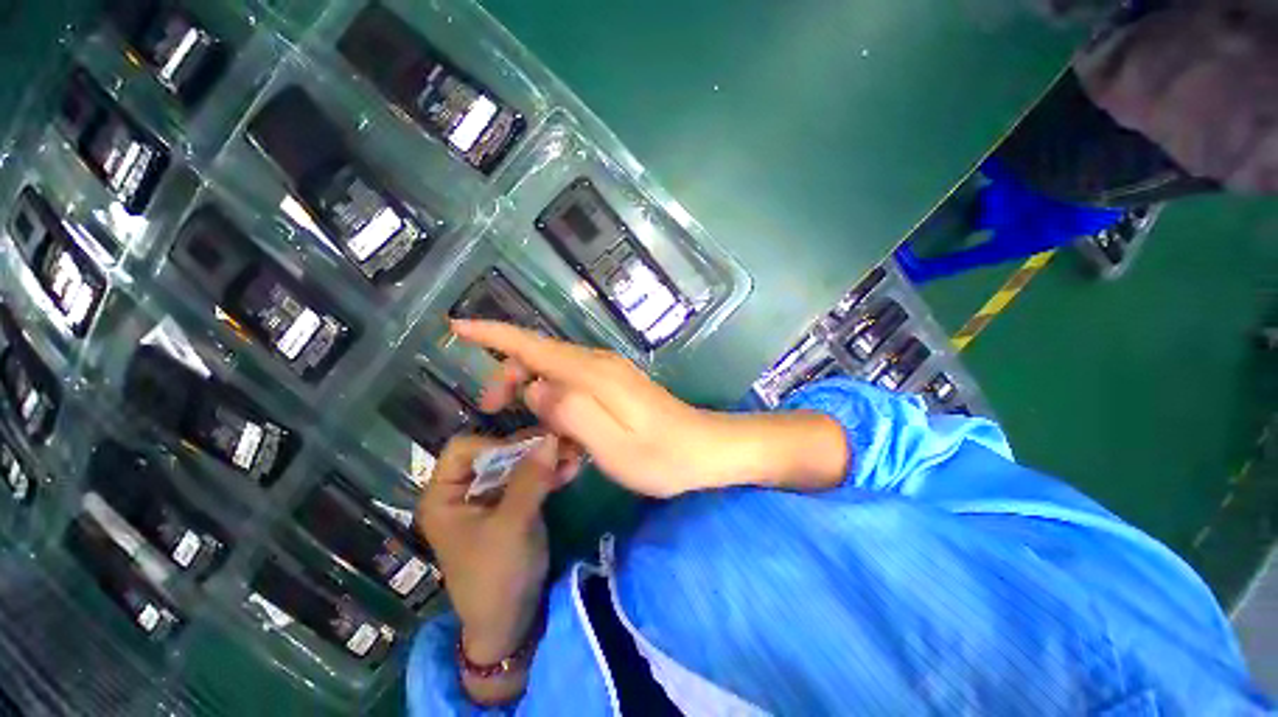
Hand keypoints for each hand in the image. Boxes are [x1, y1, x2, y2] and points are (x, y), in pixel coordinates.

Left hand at [415, 433, 572, 696]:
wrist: (512, 622)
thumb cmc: (496, 576)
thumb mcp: (511, 526)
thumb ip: (529, 479)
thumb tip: (550, 437)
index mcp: (445, 495)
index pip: (463, 449)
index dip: (495, 444)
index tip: (528, 451)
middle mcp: (466, 490)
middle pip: (496, 452)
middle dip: (531, 447)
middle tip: (563, 442)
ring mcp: (492, 496)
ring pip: (518, 462)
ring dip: (546, 458)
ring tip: (574, 454)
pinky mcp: (514, 504)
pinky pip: (531, 478)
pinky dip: (550, 472)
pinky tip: (572, 469)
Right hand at [452, 319, 738, 497]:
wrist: (706, 449)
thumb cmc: (662, 455)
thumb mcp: (611, 445)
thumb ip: (570, 412)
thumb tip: (535, 390)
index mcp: (594, 374)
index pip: (534, 346)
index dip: (494, 334)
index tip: (457, 326)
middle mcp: (599, 365)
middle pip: (541, 357)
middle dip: (509, 376)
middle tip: (493, 412)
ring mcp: (610, 374)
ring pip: (556, 373)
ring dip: (534, 395)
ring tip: (530, 432)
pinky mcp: (617, 387)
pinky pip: (575, 388)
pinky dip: (558, 405)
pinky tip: (563, 435)